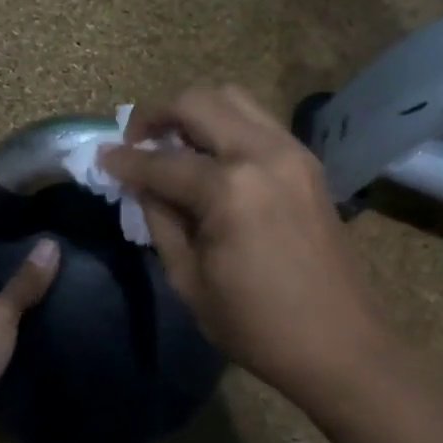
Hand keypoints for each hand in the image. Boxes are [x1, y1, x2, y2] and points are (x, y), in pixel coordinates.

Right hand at [99, 86, 393, 398]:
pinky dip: (226, 125)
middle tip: (135, 141)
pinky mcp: (307, 161)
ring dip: (194, 112)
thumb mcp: (189, 280)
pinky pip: (257, 120)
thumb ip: (160, 220)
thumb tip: (140, 183)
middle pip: (198, 103)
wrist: (341, 344)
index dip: (124, 161)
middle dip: (157, 114)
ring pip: (232, 98)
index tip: (102, 158)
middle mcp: (262, 154)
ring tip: (173, 144)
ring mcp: (292, 152)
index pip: (162, 161)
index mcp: (230, 190)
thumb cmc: (257, 325)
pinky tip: (211, 158)